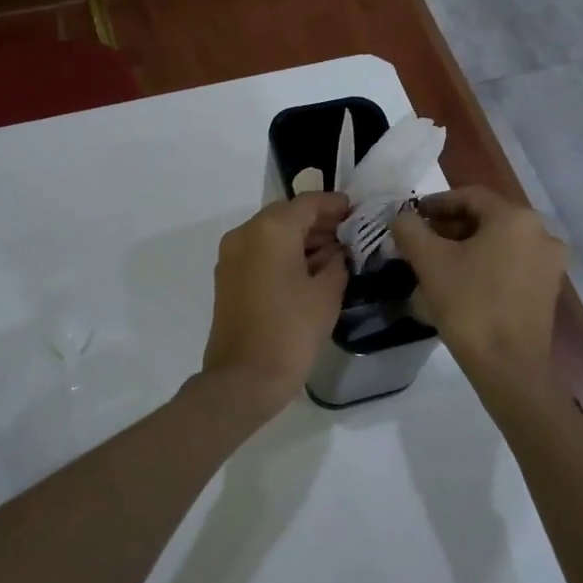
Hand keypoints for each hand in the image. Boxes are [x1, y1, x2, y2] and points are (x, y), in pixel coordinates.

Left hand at [197, 192, 349, 422]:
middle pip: (286, 215)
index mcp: (270, 230)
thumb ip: (337, 262)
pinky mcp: (227, 278)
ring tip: (333, 253)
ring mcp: (231, 255)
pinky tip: (308, 270)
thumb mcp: (326, 294)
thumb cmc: (291, 331)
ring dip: (300, 238)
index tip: (355, 210)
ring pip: (271, 233)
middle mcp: (245, 234)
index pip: (308, 203)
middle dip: (317, 221)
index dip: (334, 204)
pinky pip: (259, 252)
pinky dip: (282, 253)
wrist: (243, 378)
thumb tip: (336, 252)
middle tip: (348, 233)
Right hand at [391, 186, 565, 383]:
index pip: (469, 196)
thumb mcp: (429, 262)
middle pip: (487, 218)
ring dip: (467, 246)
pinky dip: (487, 264)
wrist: (509, 368)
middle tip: (421, 242)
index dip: (436, 203)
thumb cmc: (469, 305)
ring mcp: (550, 262)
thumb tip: (402, 218)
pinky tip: (463, 282)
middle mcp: (542, 232)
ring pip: (500, 241)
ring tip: (437, 263)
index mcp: (516, 218)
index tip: (412, 218)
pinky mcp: (549, 288)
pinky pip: (513, 263)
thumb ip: (410, 229)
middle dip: (450, 226)